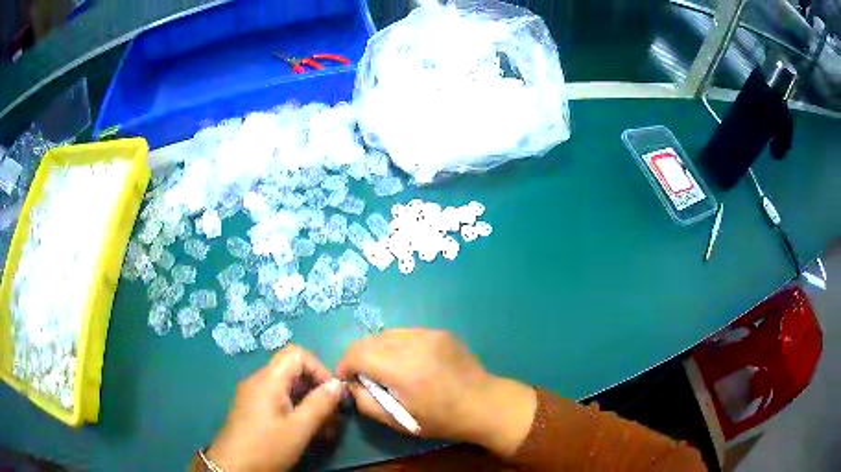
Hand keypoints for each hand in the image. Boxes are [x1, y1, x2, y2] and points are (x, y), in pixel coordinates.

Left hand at [207, 345, 344, 471]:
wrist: (233, 467)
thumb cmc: (266, 447)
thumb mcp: (298, 429)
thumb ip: (319, 405)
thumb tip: (338, 385)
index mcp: (268, 380)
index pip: (296, 354)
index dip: (319, 368)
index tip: (332, 393)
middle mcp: (258, 381)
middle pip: (293, 372)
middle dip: (317, 391)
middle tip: (333, 416)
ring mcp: (253, 395)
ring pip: (287, 389)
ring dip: (309, 404)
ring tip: (326, 430)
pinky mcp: (252, 409)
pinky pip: (278, 401)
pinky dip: (296, 411)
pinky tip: (307, 432)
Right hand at [337, 329, 536, 457]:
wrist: (484, 403)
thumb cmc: (440, 418)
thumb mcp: (398, 420)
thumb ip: (365, 401)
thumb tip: (350, 384)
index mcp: (402, 368)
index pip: (358, 353)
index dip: (345, 365)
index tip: (348, 379)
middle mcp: (414, 343)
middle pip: (369, 340)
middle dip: (358, 356)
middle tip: (363, 376)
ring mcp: (429, 333)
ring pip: (386, 333)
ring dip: (376, 349)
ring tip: (384, 369)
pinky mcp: (440, 331)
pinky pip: (406, 333)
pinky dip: (396, 345)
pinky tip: (406, 362)